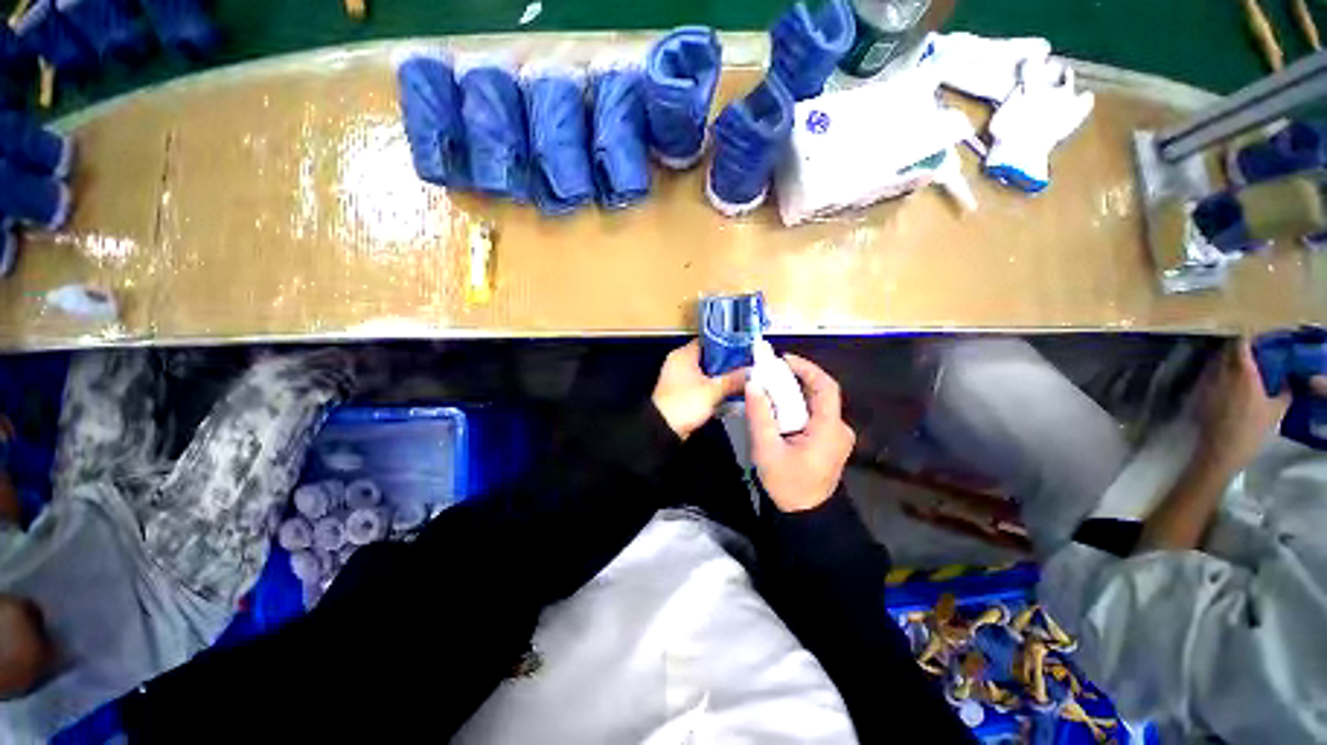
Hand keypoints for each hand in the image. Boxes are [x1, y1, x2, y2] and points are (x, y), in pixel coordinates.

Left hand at [651, 341, 748, 439]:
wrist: (664, 429)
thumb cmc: (684, 403)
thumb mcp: (713, 390)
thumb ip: (733, 380)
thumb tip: (752, 372)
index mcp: (683, 355)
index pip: (708, 341)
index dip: (726, 343)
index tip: (744, 348)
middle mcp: (680, 363)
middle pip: (708, 358)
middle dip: (727, 363)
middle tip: (747, 365)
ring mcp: (680, 379)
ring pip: (706, 373)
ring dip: (721, 377)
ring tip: (743, 378)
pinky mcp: (683, 393)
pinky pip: (702, 386)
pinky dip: (714, 388)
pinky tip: (730, 393)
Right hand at [746, 354, 855, 511]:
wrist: (804, 515)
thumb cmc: (786, 484)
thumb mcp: (767, 450)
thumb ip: (760, 416)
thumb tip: (753, 383)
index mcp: (829, 429)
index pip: (826, 387)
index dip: (806, 368)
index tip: (782, 359)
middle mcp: (839, 428)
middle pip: (821, 392)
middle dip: (796, 378)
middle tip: (769, 372)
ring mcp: (837, 435)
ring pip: (817, 403)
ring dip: (795, 391)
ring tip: (770, 386)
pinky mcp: (830, 441)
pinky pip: (815, 414)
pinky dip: (797, 404)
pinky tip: (779, 407)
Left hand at [1195, 340, 1289, 474]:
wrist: (1220, 450)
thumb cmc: (1251, 430)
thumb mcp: (1276, 411)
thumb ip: (1285, 391)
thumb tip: (1290, 379)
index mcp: (1242, 373)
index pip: (1241, 345)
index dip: (1248, 339)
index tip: (1257, 338)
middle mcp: (1222, 373)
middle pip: (1226, 351)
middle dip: (1237, 348)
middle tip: (1251, 352)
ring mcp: (1207, 383)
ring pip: (1215, 363)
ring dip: (1226, 360)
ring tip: (1240, 365)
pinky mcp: (1198, 394)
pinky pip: (1208, 376)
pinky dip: (1218, 373)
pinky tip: (1227, 381)